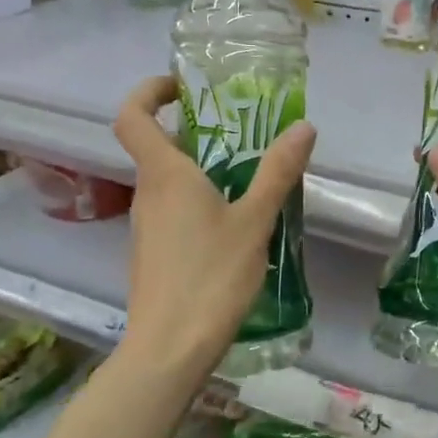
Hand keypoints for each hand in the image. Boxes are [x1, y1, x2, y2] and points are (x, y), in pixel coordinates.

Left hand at [113, 75, 316, 382]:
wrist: (169, 349)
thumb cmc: (210, 277)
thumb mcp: (254, 221)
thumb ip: (277, 172)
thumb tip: (303, 126)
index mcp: (164, 175)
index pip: (133, 116)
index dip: (149, 92)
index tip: (182, 87)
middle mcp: (147, 194)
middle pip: (158, 147)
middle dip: (195, 131)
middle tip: (242, 132)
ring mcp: (146, 226)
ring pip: (168, 181)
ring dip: (201, 168)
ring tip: (248, 175)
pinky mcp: (153, 252)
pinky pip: (173, 209)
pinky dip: (199, 200)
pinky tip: (235, 222)